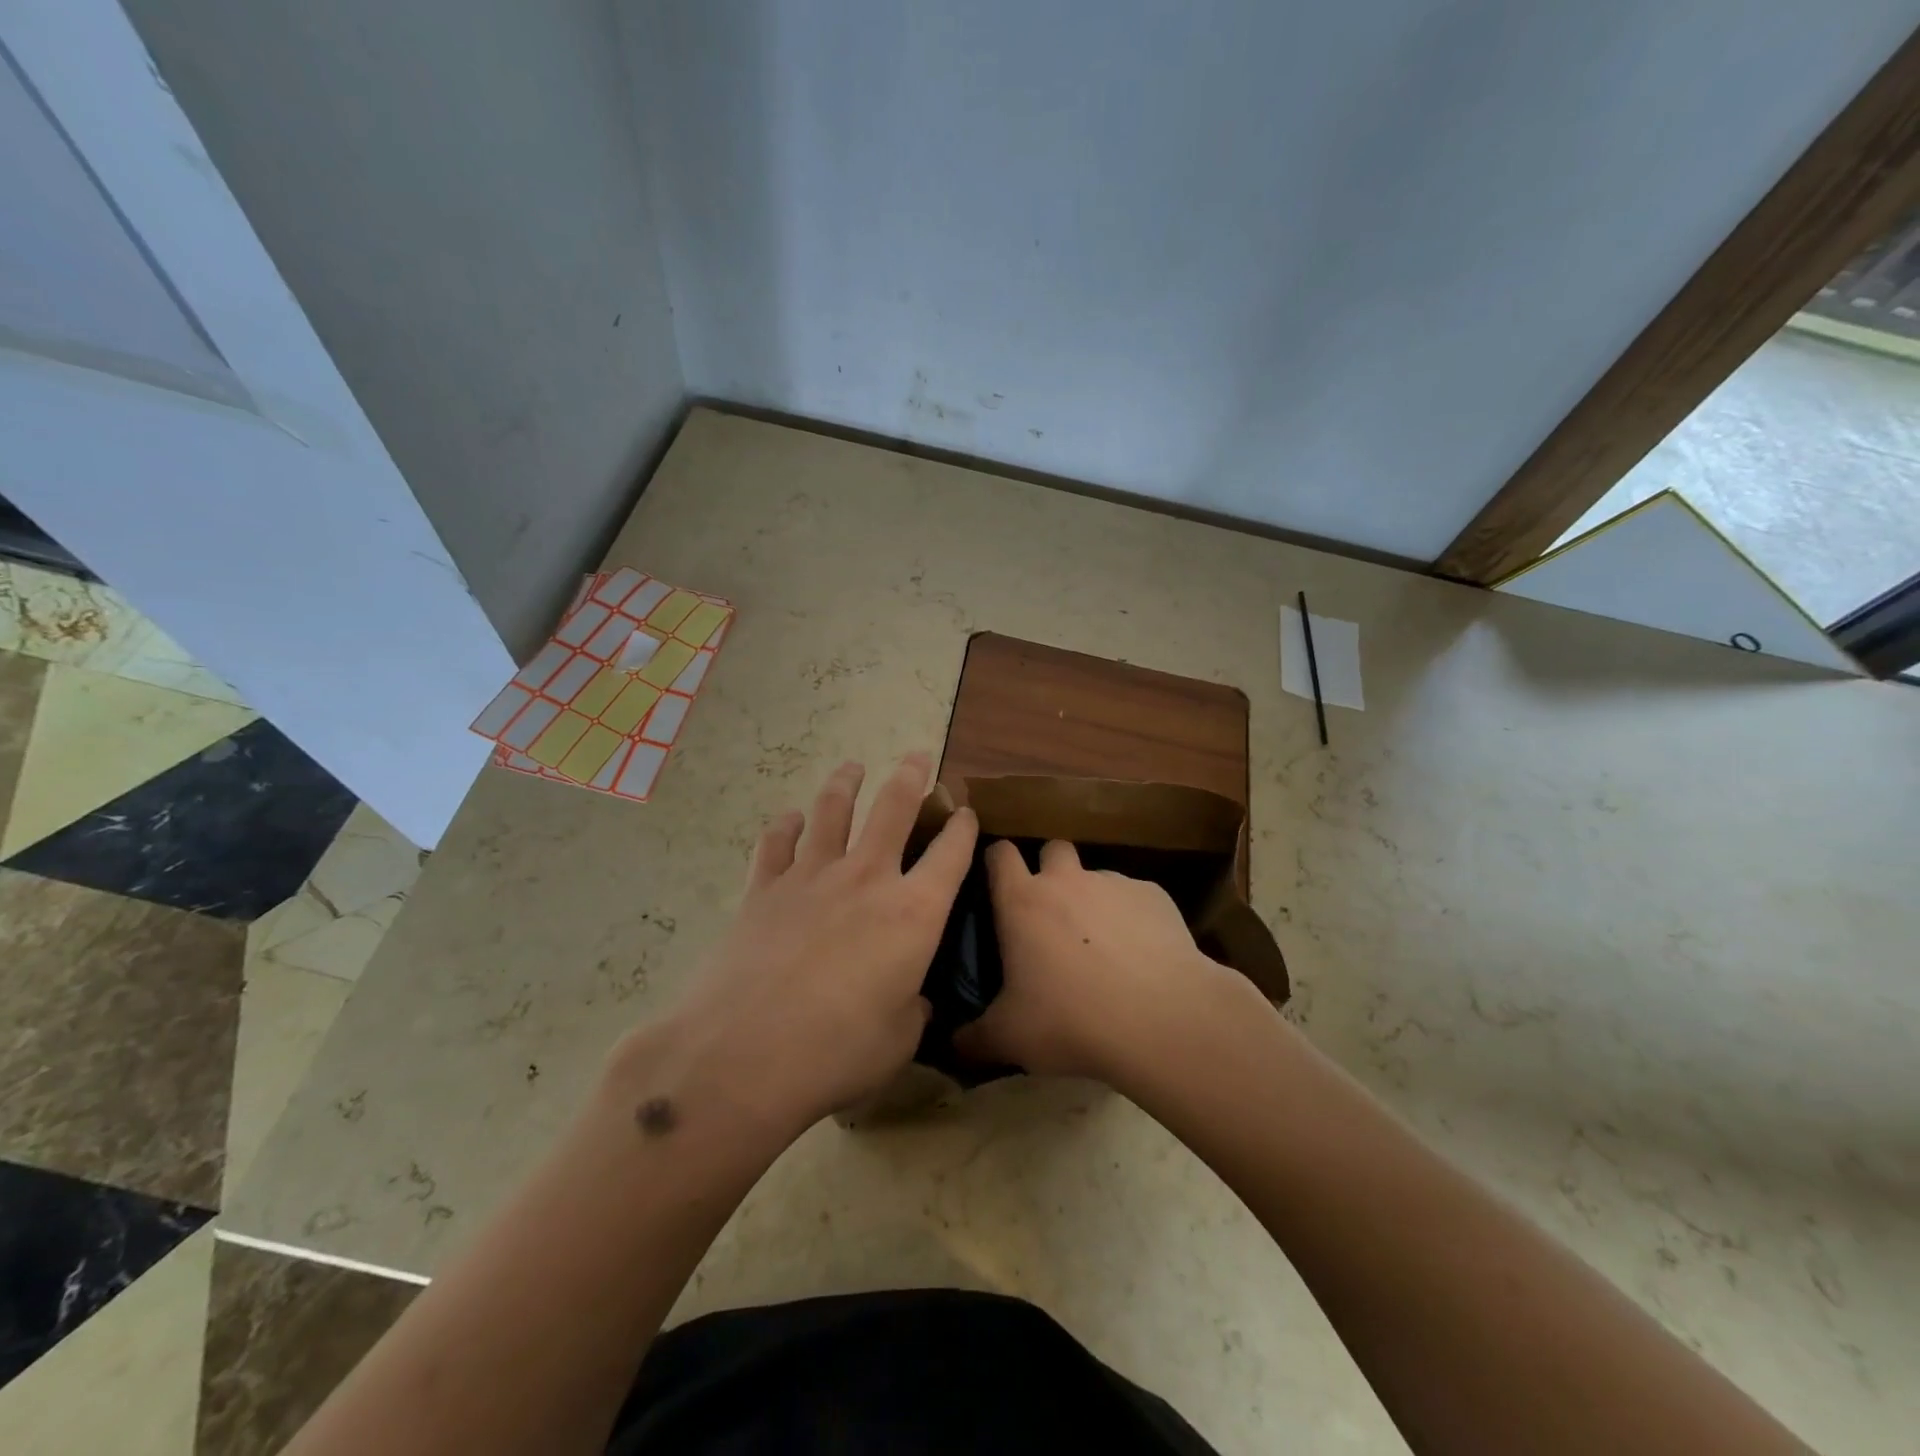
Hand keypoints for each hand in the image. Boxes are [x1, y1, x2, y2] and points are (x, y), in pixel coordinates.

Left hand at [632, 754, 976, 1135]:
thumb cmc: (838, 1051)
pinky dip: (784, 826)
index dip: (964, 827)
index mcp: (914, 911)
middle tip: (918, 757)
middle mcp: (867, 878)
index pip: (951, 853)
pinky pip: (776, 843)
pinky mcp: (764, 889)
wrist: (745, 1054)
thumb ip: (913, 1007)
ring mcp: (811, 877)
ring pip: (832, 811)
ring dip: (845, 783)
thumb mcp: (900, 1038)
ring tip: (852, 767)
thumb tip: (912, 997)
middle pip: (894, 808)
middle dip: (912, 776)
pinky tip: (789, 818)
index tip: (966, 811)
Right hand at [954, 840, 1255, 1089]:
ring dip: (1093, 899)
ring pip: (1097, 876)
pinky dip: (1133, 918)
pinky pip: (1136, 898)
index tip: (997, 883)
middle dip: (1050, 871)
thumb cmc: (1071, 1020)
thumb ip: (976, 1037)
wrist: (1161, 1019)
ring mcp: (1114, 883)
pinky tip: (1142, 956)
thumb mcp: (1010, 1038)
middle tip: (1052, 914)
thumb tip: (954, 1043)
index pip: (1000, 853)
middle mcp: (1066, 880)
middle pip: (1052, 850)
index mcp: (1022, 901)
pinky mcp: (1154, 896)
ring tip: (1103, 946)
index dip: (996, 862)